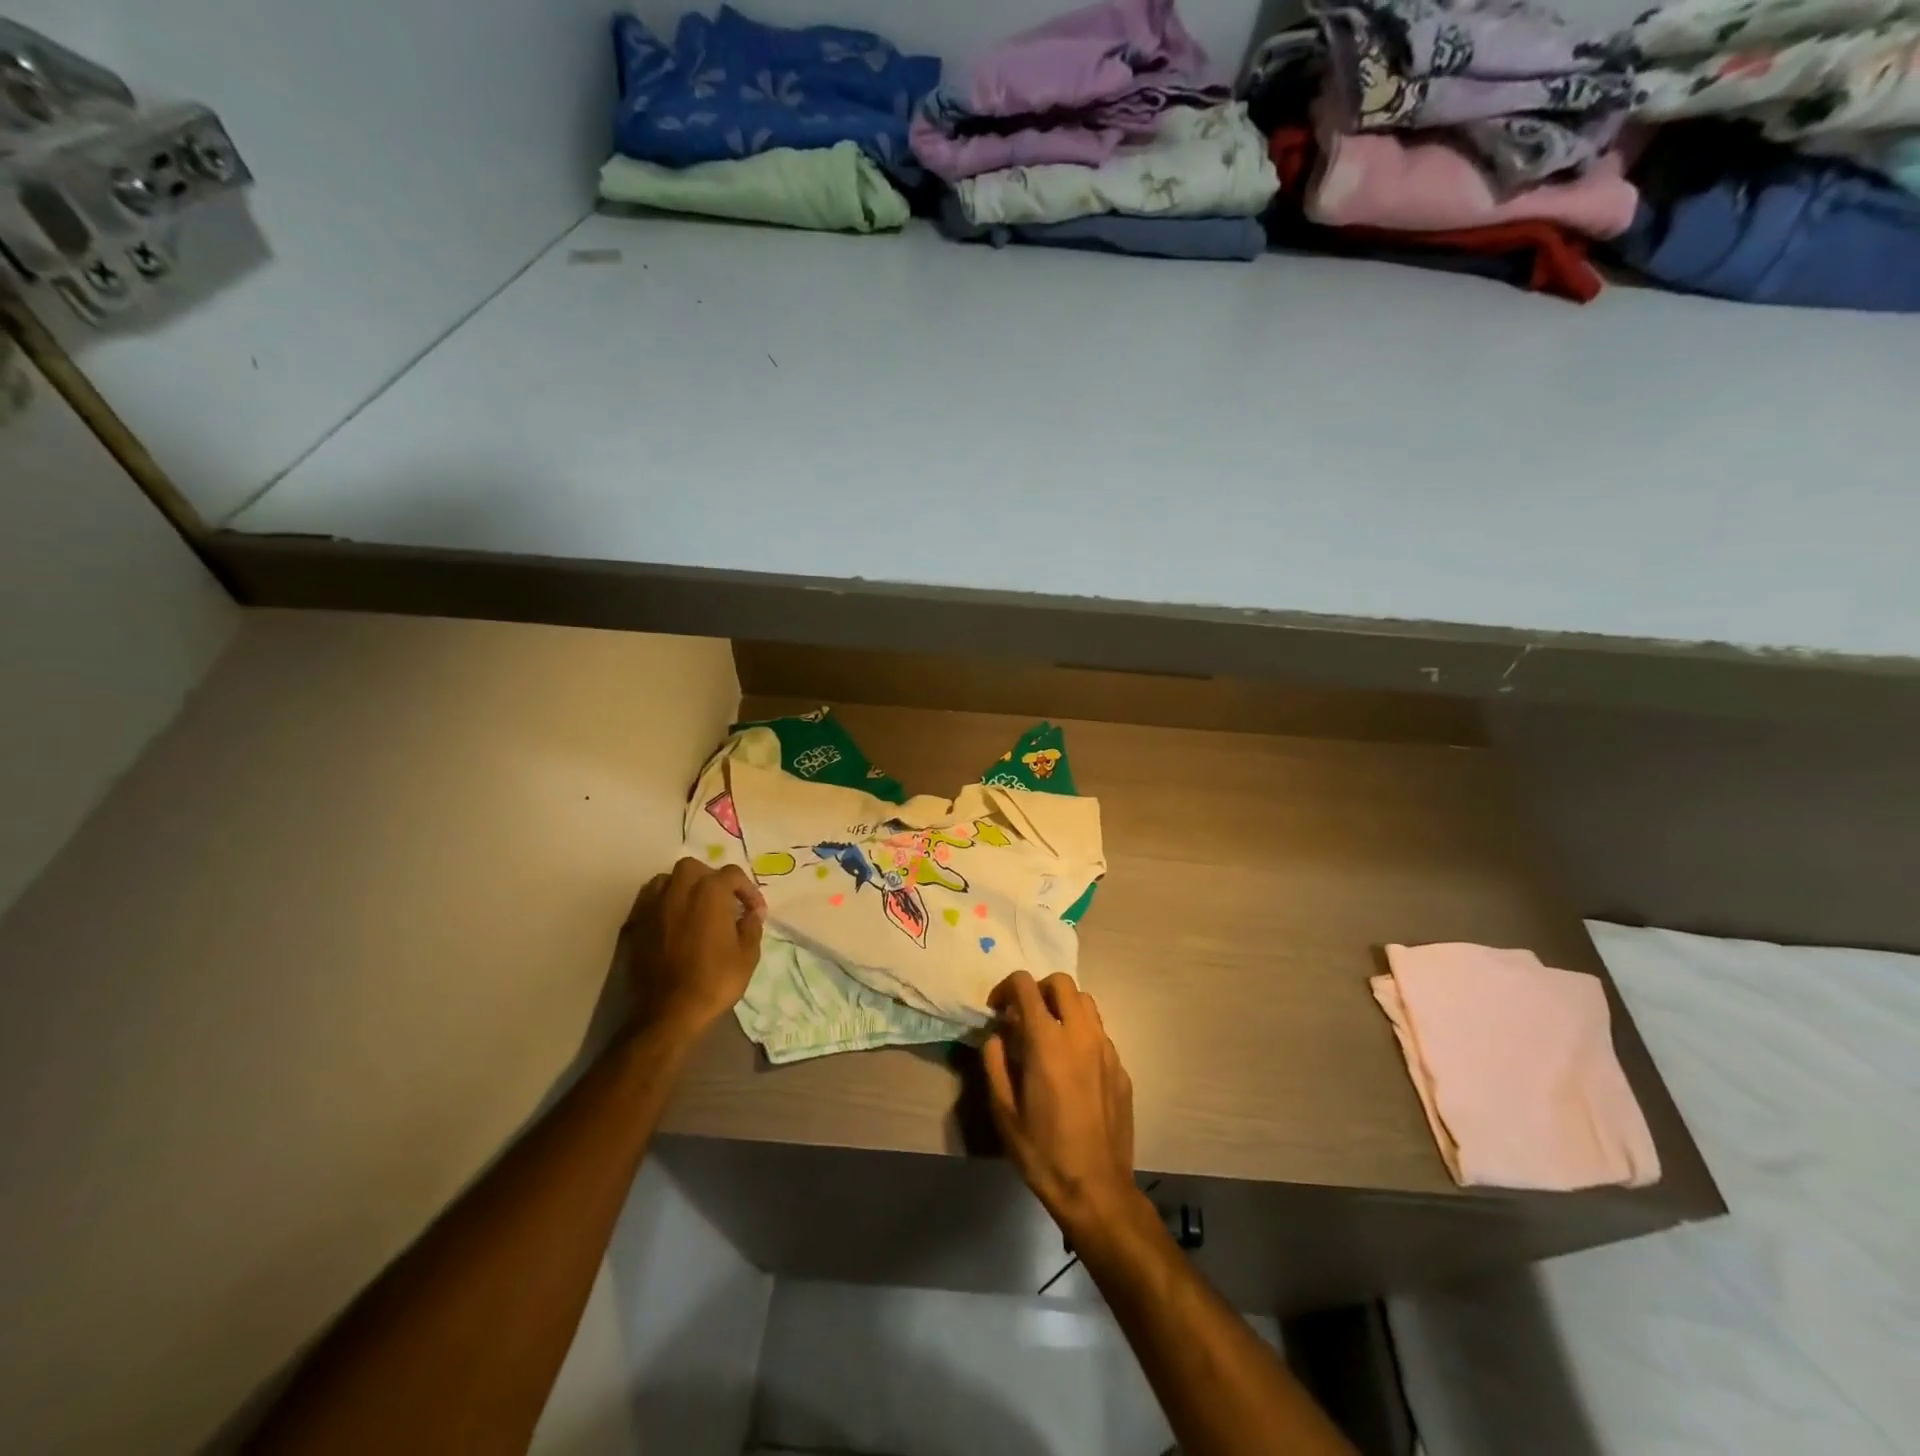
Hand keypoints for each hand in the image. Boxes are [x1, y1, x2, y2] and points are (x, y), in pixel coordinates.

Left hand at [623, 858, 765, 1039]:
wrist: (667, 1013)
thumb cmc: (714, 981)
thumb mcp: (747, 955)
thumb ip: (751, 926)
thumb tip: (752, 912)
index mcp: (710, 892)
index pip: (732, 875)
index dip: (747, 890)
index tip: (755, 911)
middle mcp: (678, 889)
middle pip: (695, 868)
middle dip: (711, 879)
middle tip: (722, 902)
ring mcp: (652, 905)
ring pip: (668, 879)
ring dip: (683, 887)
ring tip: (694, 908)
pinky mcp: (634, 923)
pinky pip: (649, 900)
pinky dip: (662, 902)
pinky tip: (672, 921)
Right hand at [983, 970, 1141, 1241]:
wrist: (1097, 1190)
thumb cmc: (1043, 1153)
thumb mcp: (1004, 1112)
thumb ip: (995, 1064)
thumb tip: (996, 1037)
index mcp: (1047, 1042)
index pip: (1026, 986)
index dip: (1006, 988)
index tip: (996, 1009)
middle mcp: (1081, 1035)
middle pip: (1061, 983)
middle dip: (1038, 989)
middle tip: (1023, 1015)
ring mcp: (1106, 1050)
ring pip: (1086, 1002)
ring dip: (1063, 1006)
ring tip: (1048, 1034)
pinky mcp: (1121, 1068)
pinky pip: (1099, 1033)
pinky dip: (1081, 1033)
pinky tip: (1071, 1066)